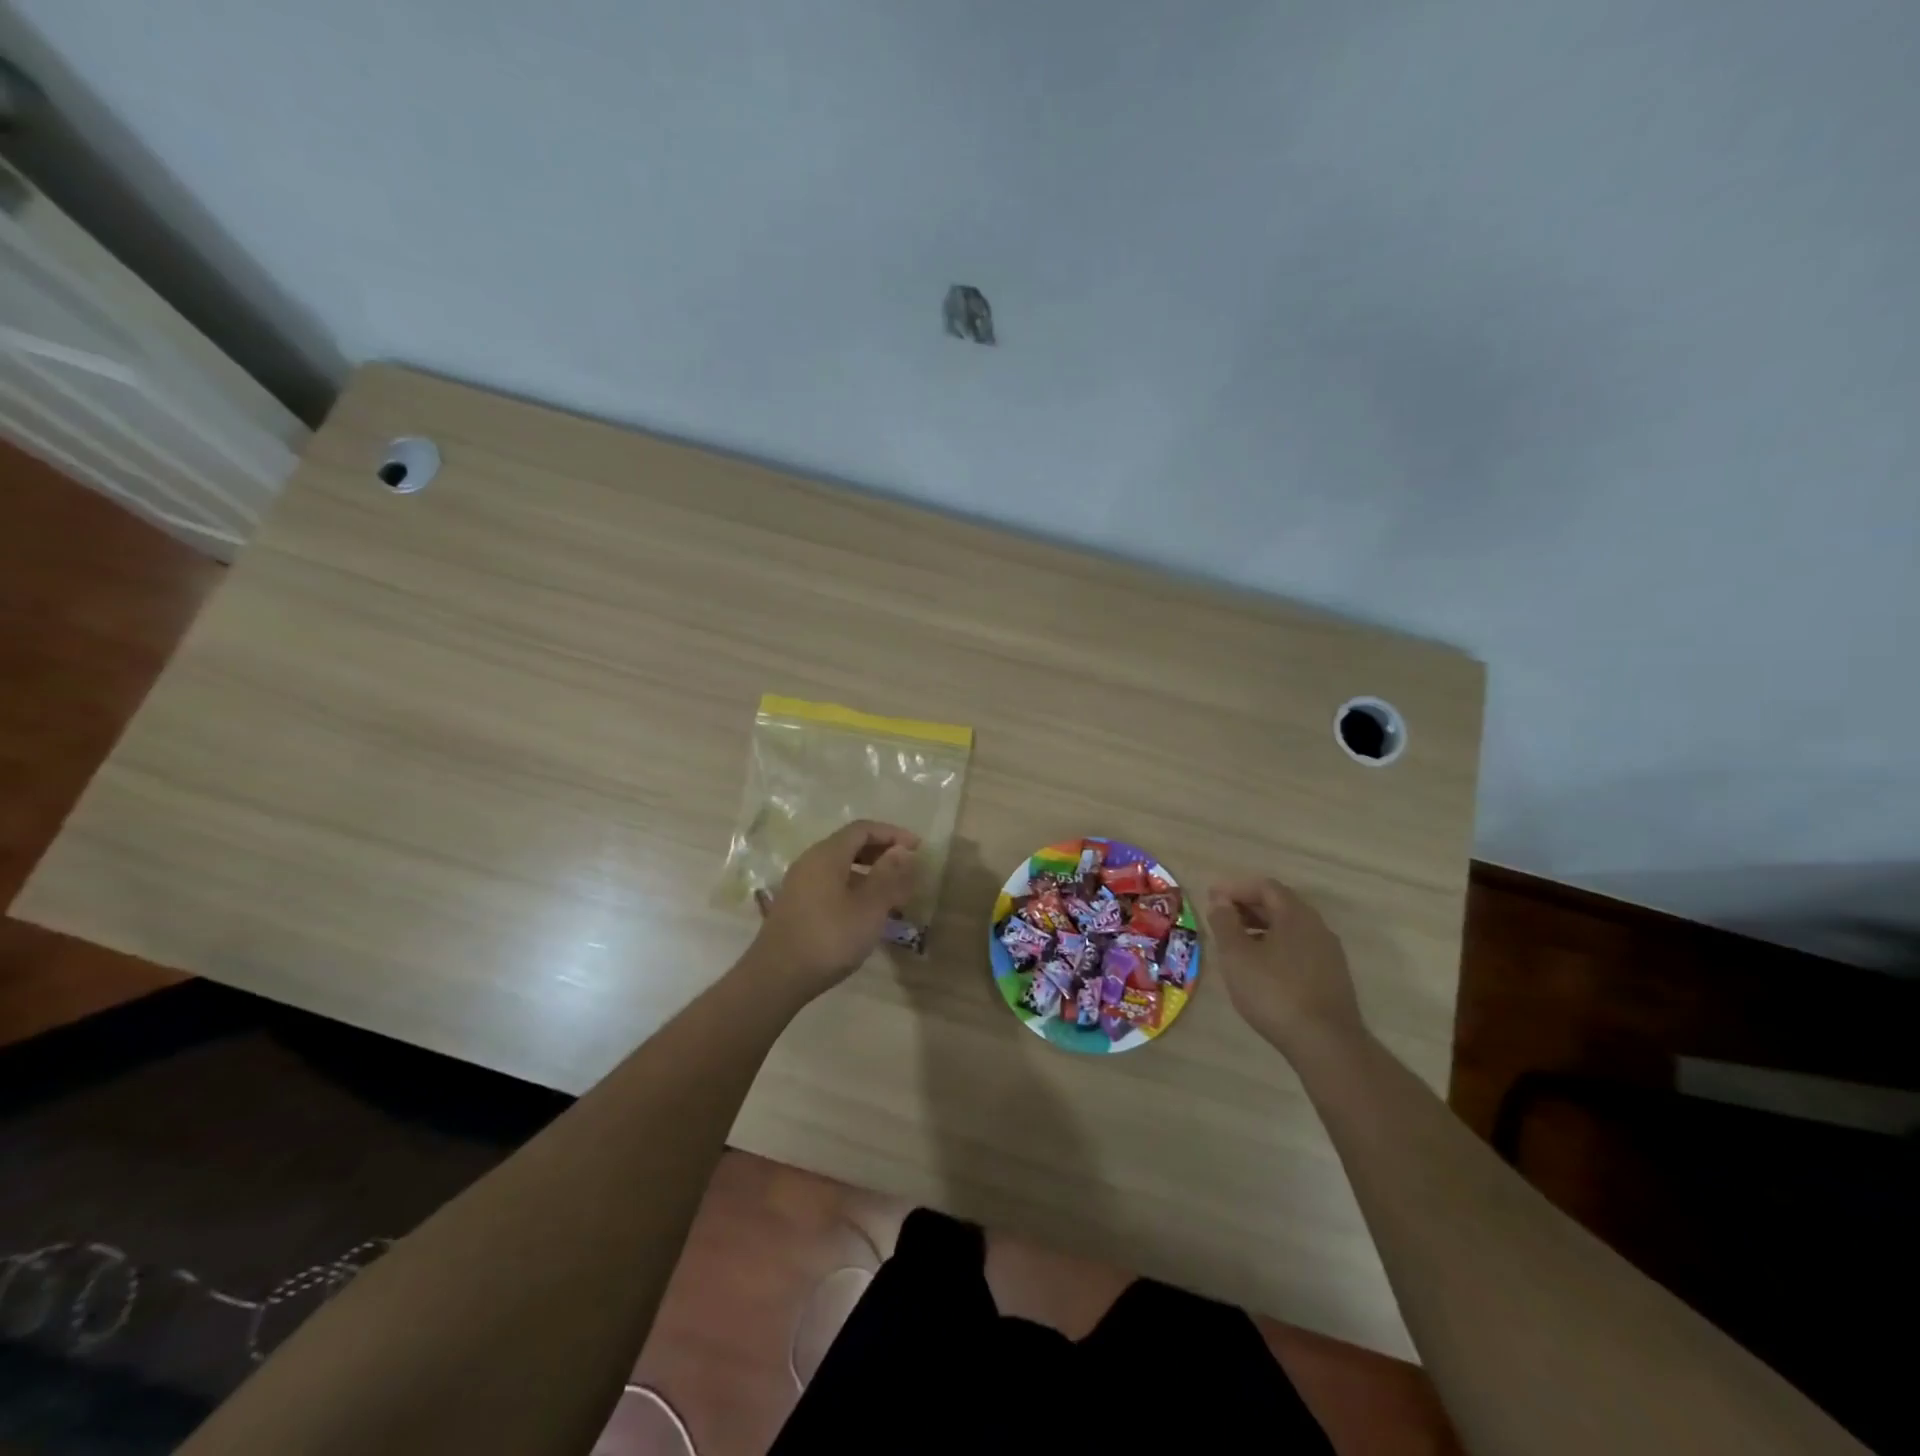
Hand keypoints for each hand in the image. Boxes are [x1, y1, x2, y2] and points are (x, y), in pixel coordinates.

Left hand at [745, 820, 920, 999]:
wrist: (776, 978)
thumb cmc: (829, 938)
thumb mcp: (869, 907)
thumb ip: (888, 875)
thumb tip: (902, 850)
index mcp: (827, 855)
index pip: (863, 829)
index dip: (892, 834)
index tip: (918, 848)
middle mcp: (810, 862)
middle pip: (849, 845)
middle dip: (881, 852)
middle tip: (907, 868)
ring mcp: (799, 884)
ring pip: (840, 866)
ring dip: (868, 873)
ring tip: (892, 894)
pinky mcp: (795, 905)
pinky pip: (830, 884)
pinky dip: (853, 888)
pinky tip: (866, 912)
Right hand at [1205, 877, 1365, 1055]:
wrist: (1326, 1044)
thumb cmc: (1274, 992)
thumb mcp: (1237, 955)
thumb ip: (1225, 923)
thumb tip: (1219, 900)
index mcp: (1296, 915)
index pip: (1265, 887)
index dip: (1236, 888)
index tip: (1212, 898)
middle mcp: (1317, 927)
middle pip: (1280, 905)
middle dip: (1247, 907)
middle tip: (1220, 918)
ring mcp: (1329, 953)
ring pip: (1290, 929)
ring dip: (1261, 928)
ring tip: (1236, 944)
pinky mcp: (1332, 977)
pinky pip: (1299, 949)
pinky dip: (1276, 947)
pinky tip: (1261, 969)